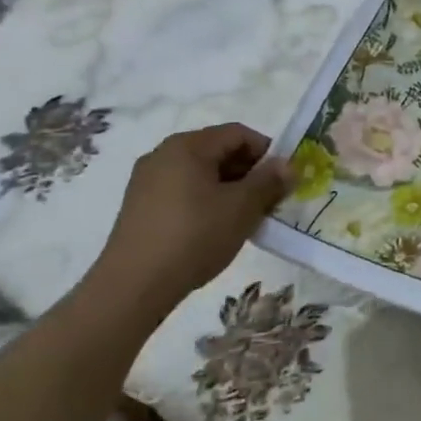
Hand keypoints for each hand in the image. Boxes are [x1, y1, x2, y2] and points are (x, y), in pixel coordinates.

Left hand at [90, 124, 292, 321]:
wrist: (133, 287)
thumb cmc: (194, 236)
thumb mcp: (242, 207)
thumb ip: (269, 181)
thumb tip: (287, 165)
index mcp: (188, 145)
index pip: (238, 133)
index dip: (266, 152)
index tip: (282, 180)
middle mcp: (163, 154)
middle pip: (218, 151)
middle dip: (248, 172)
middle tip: (267, 201)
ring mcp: (146, 181)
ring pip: (201, 174)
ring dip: (228, 189)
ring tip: (243, 219)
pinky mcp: (139, 207)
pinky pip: (182, 192)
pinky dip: (205, 202)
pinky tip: (214, 230)